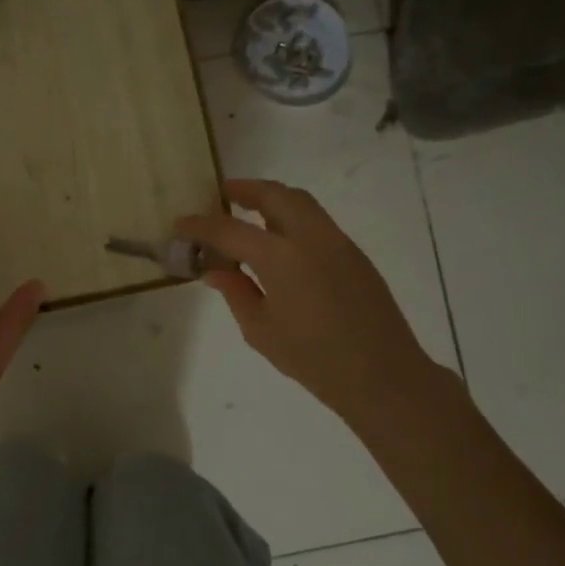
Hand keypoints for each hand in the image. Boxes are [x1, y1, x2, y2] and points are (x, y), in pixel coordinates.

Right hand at [177, 178, 444, 433]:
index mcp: (281, 258)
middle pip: (275, 195)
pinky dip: (293, 217)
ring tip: (250, 210)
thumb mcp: (261, 331)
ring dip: (273, 198)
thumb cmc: (314, 359)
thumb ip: (236, 293)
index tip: (181, 223)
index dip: (201, 225)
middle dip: (245, 189)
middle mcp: (310, 238)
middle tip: (222, 194)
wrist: (383, 375)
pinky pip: (317, 221)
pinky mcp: (354, 254)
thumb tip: (216, 271)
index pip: (230, 230)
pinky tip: (281, 241)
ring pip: (301, 202)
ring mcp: (337, 242)